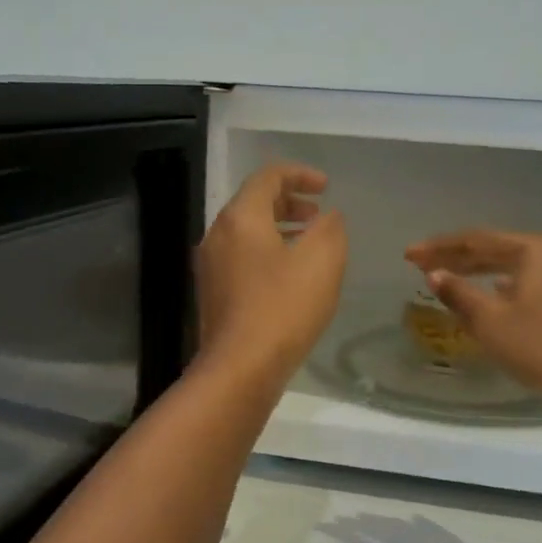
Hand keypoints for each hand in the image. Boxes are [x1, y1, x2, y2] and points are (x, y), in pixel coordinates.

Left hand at [196, 163, 346, 384]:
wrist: (240, 367)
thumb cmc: (283, 308)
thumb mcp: (321, 261)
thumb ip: (330, 229)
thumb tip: (328, 217)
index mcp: (240, 218)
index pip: (268, 177)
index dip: (300, 174)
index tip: (326, 187)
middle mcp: (218, 234)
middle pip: (253, 202)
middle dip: (289, 201)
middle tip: (319, 213)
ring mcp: (211, 265)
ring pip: (247, 231)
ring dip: (280, 227)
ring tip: (309, 241)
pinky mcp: (214, 292)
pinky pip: (242, 256)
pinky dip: (268, 251)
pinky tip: (290, 275)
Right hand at [405, 229, 541, 409]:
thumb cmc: (539, 346)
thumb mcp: (490, 321)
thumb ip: (458, 293)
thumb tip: (434, 274)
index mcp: (533, 250)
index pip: (475, 241)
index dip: (438, 248)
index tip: (409, 255)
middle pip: (494, 250)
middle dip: (456, 257)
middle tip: (421, 263)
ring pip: (510, 266)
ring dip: (477, 271)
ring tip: (448, 275)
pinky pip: (525, 282)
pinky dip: (500, 285)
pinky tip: (489, 292)